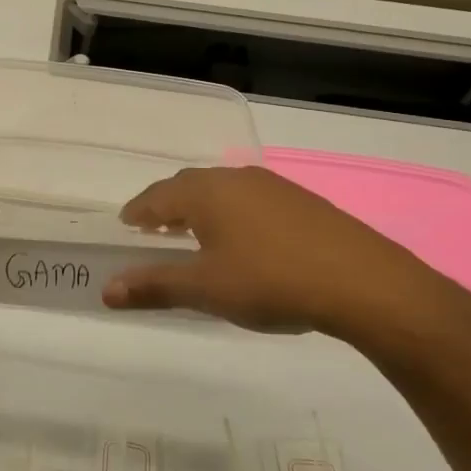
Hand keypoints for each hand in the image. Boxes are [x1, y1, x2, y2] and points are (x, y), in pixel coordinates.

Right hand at [103, 166, 470, 346]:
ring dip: (200, 209)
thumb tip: (106, 290)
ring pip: (222, 191)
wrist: (364, 283)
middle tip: (153, 229)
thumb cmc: (271, 281)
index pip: (157, 196)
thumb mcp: (206, 289)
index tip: (126, 224)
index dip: (138, 211)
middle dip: (167, 206)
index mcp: (206, 192)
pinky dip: (231, 214)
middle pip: (189, 186)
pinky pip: (250, 200)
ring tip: (194, 234)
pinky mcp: (302, 202)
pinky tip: (243, 240)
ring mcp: (272, 186)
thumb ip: (154, 286)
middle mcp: (235, 179)